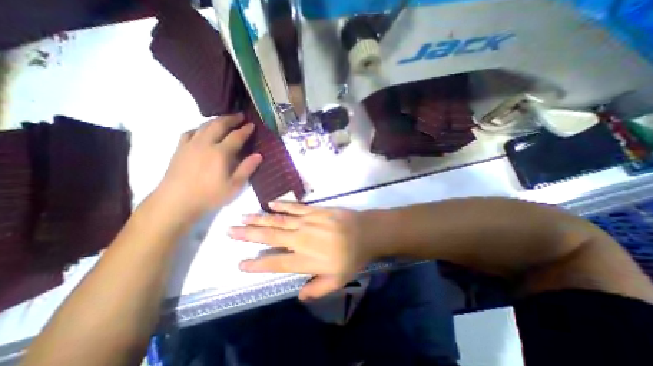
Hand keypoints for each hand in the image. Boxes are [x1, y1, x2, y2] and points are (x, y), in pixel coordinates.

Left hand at [155, 113, 261, 223]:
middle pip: (218, 125)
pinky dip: (200, 128)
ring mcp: (190, 145)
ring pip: (204, 126)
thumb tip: (259, 155)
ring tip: (225, 120)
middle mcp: (205, 144)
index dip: (245, 130)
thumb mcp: (234, 185)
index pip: (236, 136)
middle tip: (240, 115)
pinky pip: (190, 132)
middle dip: (231, 118)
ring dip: (216, 120)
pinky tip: (202, 131)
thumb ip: (247, 168)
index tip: (252, 125)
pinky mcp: (179, 149)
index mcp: (220, 153)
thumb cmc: (210, 195)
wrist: (176, 202)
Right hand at [227, 202, 374, 301]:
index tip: (240, 264)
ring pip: (279, 220)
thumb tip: (300, 295)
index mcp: (307, 260)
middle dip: (249, 235)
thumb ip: (318, 288)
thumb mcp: (339, 280)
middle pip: (271, 237)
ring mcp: (308, 222)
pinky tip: (269, 204)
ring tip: (243, 217)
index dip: (257, 265)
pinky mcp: (315, 210)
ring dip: (260, 219)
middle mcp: (302, 239)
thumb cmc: (353, 257)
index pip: (276, 264)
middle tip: (231, 231)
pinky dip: (281, 205)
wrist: (366, 232)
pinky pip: (294, 208)